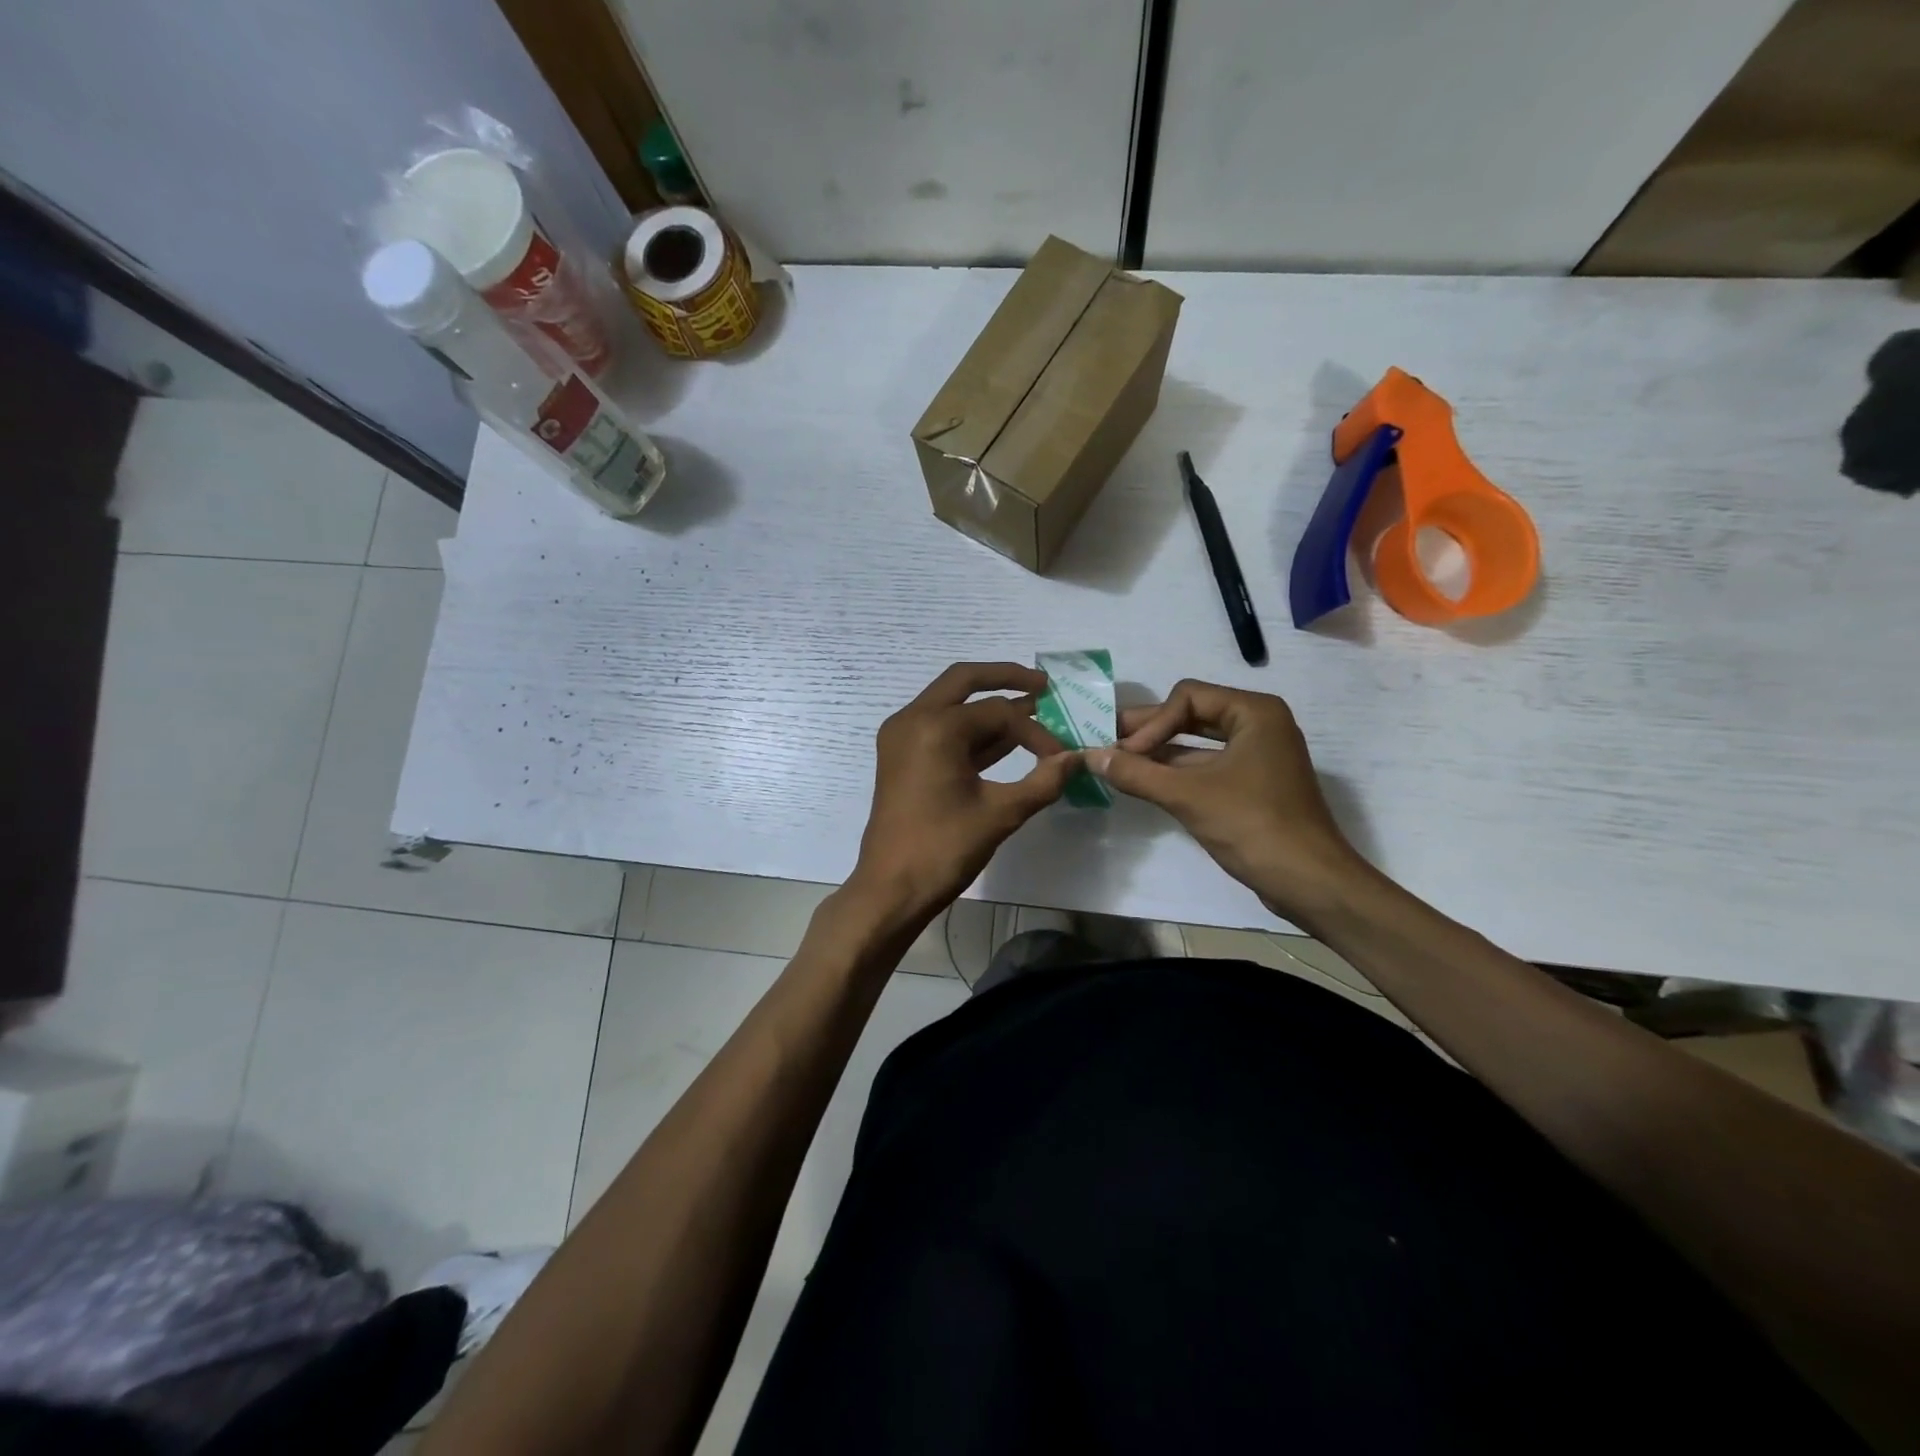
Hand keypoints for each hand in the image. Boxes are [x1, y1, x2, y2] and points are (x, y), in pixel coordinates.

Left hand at [850, 663, 1080, 922]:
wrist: (891, 889)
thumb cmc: (943, 849)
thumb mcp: (1000, 814)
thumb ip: (1043, 782)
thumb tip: (1077, 759)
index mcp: (935, 727)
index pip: (997, 712)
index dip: (1034, 732)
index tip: (1059, 757)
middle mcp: (912, 719)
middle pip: (964, 680)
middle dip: (1005, 679)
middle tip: (1043, 685)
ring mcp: (902, 736)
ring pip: (950, 703)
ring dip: (988, 706)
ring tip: (1033, 708)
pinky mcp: (900, 755)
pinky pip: (940, 727)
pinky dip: (970, 730)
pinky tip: (1004, 741)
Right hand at [1086, 680, 1367, 922]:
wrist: (1309, 882)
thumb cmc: (1252, 825)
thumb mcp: (1187, 795)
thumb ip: (1136, 773)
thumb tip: (1089, 756)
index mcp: (1253, 712)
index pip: (1187, 696)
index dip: (1152, 722)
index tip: (1125, 753)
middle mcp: (1258, 725)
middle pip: (1191, 714)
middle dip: (1150, 731)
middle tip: (1107, 743)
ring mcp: (1258, 756)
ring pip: (1197, 743)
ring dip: (1159, 753)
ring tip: (1118, 764)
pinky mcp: (1253, 785)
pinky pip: (1207, 766)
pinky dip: (1177, 772)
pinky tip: (1145, 783)